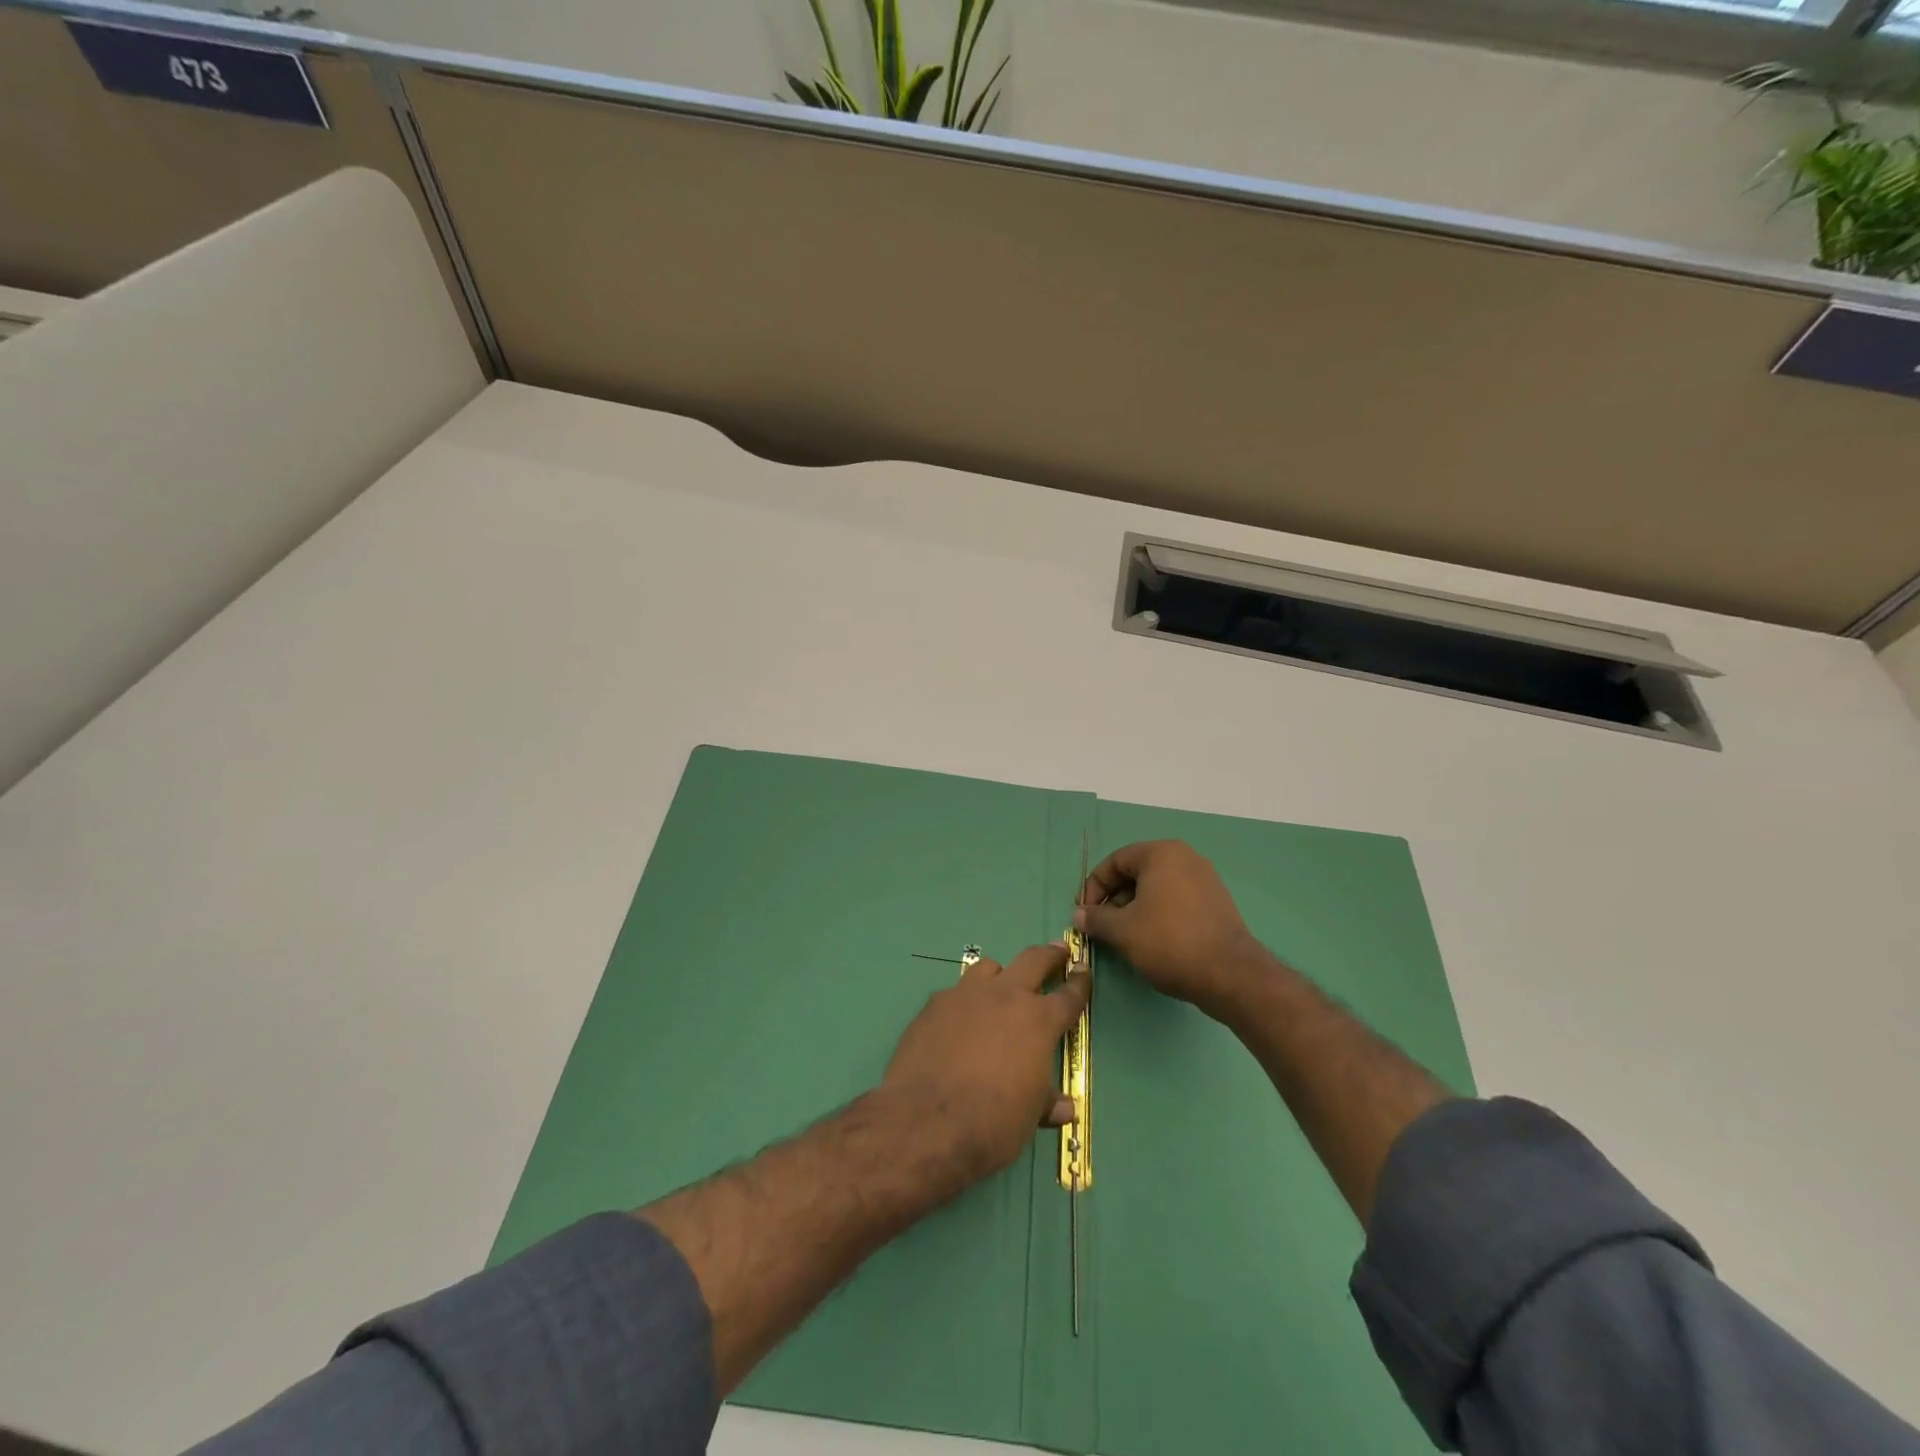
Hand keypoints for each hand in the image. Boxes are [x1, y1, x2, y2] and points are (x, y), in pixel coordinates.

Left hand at [880, 944, 1089, 1187]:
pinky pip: (954, 993)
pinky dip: (963, 1002)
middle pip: (1033, 960)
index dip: (1079, 983)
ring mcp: (966, 995)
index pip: (1068, 996)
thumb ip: (1046, 1101)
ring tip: (1000, 987)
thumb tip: (1064, 1107)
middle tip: (1057, 951)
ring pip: (988, 968)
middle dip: (1049, 955)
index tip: (1083, 969)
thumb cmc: (992, 1122)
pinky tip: (957, 1022)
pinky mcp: (933, 1005)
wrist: (927, 1120)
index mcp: (1038, 1021)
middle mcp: (1005, 997)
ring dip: (1000, 975)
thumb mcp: (1029, 1116)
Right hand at [1075, 840, 1263, 1017]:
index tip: (1083, 913)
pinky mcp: (1215, 902)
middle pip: (1136, 873)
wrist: (1230, 975)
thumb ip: (1096, 918)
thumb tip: (1079, 915)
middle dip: (1114, 899)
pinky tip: (1150, 940)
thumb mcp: (1123, 930)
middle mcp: (1185, 858)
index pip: (1115, 861)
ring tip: (1123, 937)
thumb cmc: (1169, 942)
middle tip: (1101, 926)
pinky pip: (1175, 900)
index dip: (1094, 887)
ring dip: (1133, 909)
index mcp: (1161, 854)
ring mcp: (1204, 879)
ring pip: (1156, 888)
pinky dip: (1157, 914)